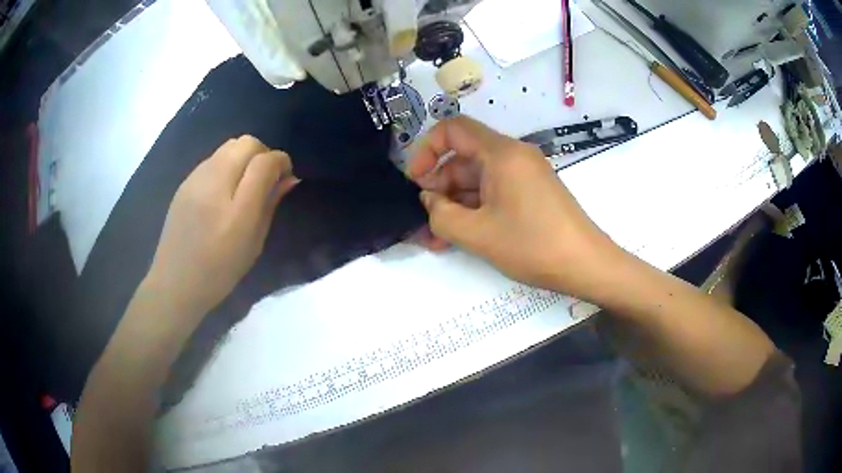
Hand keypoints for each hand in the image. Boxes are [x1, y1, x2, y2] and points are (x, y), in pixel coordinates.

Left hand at [144, 135, 298, 315]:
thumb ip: (270, 205)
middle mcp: (215, 185)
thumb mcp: (253, 244)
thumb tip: (289, 178)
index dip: (281, 161)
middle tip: (264, 178)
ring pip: (229, 145)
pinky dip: (226, 164)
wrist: (175, 282)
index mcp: (236, 210)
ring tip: (243, 182)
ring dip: (244, 156)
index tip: (285, 175)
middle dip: (262, 153)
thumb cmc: (219, 272)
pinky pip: (213, 158)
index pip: (264, 162)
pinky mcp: (185, 181)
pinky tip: (223, 189)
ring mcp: (196, 179)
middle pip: (247, 143)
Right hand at [407, 116, 619, 295]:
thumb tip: (430, 201)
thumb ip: (441, 215)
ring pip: (477, 178)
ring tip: (439, 238)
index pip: (453, 129)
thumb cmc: (533, 245)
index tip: (416, 181)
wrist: (586, 264)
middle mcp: (513, 155)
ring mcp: (524, 174)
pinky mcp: (531, 192)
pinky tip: (462, 235)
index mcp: (501, 153)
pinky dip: (476, 208)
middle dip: (439, 187)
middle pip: (463, 157)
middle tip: (426, 220)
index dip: (427, 150)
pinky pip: (495, 191)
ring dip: (455, 204)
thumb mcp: (478, 234)